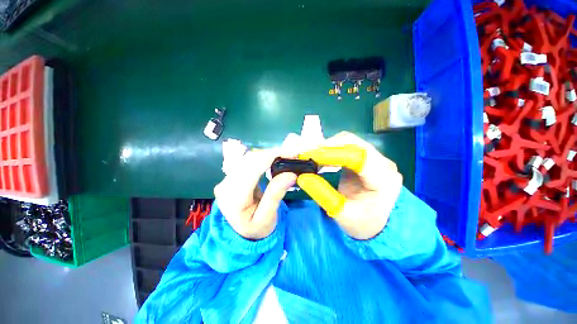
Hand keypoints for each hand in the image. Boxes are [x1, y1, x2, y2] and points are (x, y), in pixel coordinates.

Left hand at [214, 149, 296, 239]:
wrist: (242, 233)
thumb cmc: (256, 228)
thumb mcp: (267, 217)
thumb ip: (276, 195)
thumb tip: (290, 174)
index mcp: (232, 199)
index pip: (251, 170)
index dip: (271, 157)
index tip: (291, 153)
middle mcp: (225, 185)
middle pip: (249, 160)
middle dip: (272, 153)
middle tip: (292, 154)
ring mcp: (226, 179)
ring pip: (248, 158)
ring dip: (268, 154)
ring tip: (285, 155)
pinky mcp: (231, 176)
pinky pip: (247, 161)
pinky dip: (263, 158)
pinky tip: (273, 159)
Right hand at [298, 132, 402, 239]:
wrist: (379, 224)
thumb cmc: (363, 222)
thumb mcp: (342, 214)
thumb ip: (323, 195)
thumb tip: (303, 177)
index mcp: (383, 179)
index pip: (357, 155)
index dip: (331, 152)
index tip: (309, 155)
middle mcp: (384, 163)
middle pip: (353, 143)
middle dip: (327, 146)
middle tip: (307, 154)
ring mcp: (377, 158)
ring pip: (350, 141)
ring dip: (329, 146)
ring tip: (312, 155)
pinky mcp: (368, 158)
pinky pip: (348, 146)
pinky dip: (332, 149)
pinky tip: (322, 156)